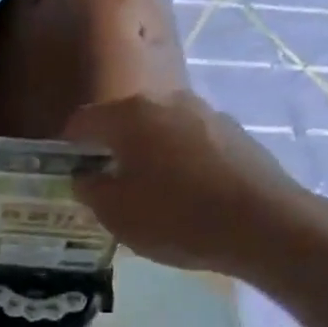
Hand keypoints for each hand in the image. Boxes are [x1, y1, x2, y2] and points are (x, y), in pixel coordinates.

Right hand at [66, 91, 327, 276]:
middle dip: (108, 149)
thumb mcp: (115, 213)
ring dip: (144, 155)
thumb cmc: (175, 216)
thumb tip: (85, 176)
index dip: (67, 146)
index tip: (63, 171)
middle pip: (124, 121)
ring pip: (158, 131)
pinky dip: (175, 162)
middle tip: (101, 185)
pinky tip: (180, 195)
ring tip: (142, 192)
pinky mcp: (234, 134)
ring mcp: (206, 114)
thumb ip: (89, 189)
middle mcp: (168, 101)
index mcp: (131, 115)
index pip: (83, 121)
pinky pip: (189, 143)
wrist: (263, 225)